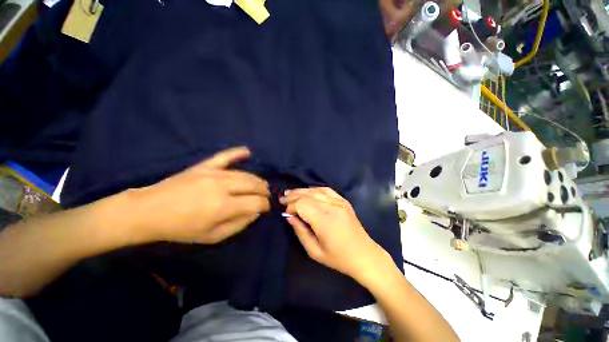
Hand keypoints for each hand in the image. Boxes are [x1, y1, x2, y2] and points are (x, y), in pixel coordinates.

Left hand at [128, 147, 270, 243]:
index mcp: (224, 206)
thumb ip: (239, 224)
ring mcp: (214, 173)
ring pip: (246, 174)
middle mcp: (223, 187)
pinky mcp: (205, 165)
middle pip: (254, 185)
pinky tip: (248, 152)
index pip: (256, 202)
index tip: (265, 208)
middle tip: (264, 197)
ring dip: (257, 180)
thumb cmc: (181, 228)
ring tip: (260, 186)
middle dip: (264, 191)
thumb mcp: (213, 236)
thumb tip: (255, 212)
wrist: (150, 211)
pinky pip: (225, 156)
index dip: (265, 206)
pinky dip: (238, 153)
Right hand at [280, 187, 389, 282]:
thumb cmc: (338, 258)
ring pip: (316, 190)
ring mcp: (340, 202)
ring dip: (302, 191)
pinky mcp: (344, 201)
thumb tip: (289, 217)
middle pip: (308, 196)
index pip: (302, 205)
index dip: (291, 206)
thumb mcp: (315, 252)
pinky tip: (308, 191)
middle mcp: (332, 207)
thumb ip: (300, 232)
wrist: (365, 255)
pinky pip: (327, 190)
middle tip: (283, 198)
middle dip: (294, 196)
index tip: (286, 212)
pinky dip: (315, 189)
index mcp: (324, 221)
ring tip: (291, 193)